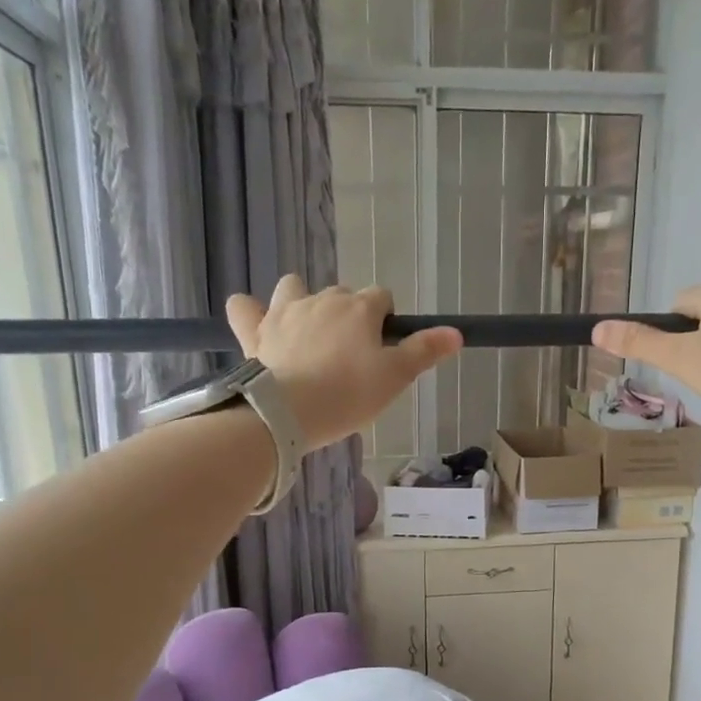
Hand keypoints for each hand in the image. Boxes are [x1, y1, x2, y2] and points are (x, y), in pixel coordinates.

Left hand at [226, 278, 461, 449]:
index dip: (385, 321)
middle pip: (342, 295)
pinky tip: (256, 324)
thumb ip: (425, 351)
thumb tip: (457, 333)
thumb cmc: (348, 395)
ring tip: (307, 332)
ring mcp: (284, 311)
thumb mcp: (395, 377)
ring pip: (293, 288)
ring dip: (301, 301)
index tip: (383, 350)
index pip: (382, 298)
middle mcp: (322, 299)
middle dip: (348, 317)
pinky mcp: (254, 331)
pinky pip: (243, 307)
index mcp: (359, 308)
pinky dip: (249, 312)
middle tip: (350, 357)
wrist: (288, 413)